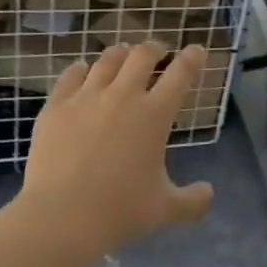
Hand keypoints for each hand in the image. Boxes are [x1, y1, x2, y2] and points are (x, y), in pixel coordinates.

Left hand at [15, 43, 214, 261]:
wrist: (60, 218)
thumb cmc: (119, 211)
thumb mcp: (164, 209)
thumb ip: (192, 201)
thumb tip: (209, 194)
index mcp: (155, 114)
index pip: (181, 73)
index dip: (192, 57)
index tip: (196, 50)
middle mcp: (124, 96)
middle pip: (143, 55)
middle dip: (154, 48)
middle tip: (158, 52)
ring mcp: (87, 98)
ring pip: (108, 59)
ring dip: (120, 54)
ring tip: (122, 56)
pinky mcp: (57, 107)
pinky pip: (71, 75)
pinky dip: (81, 69)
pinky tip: (83, 71)